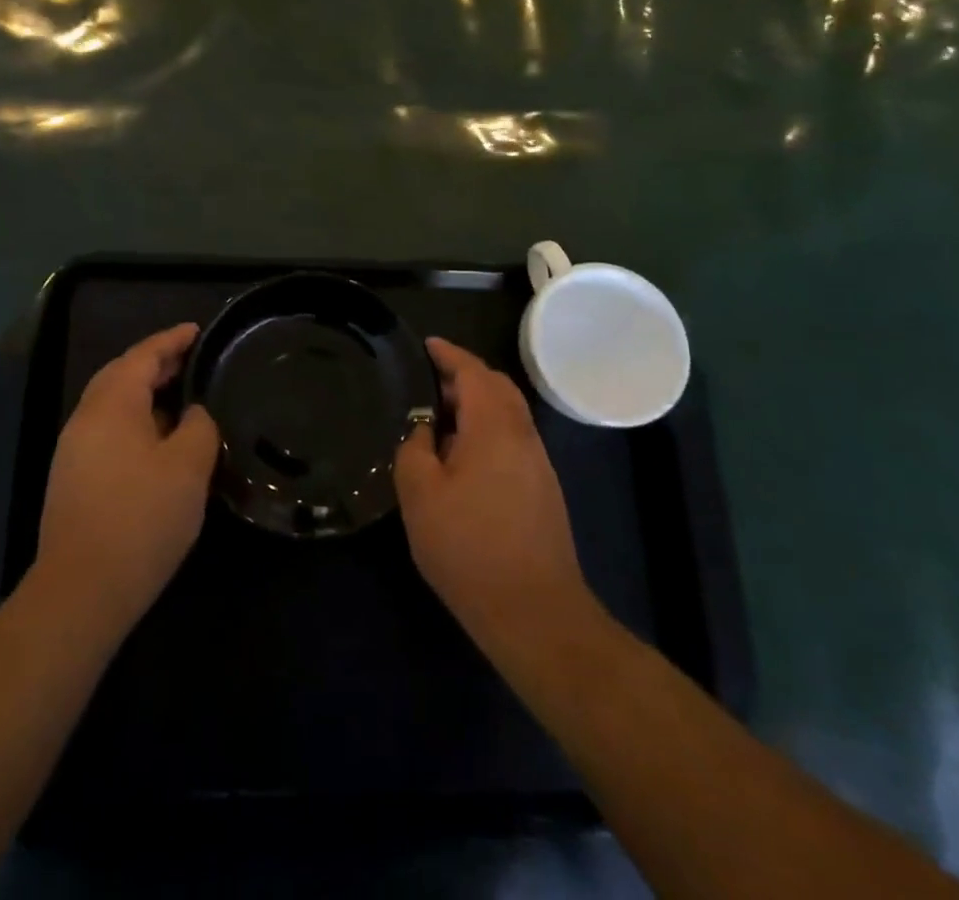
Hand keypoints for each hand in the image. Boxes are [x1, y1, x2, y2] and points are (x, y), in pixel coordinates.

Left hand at [31, 324, 219, 638]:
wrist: (82, 590)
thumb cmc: (141, 518)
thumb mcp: (188, 467)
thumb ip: (198, 426)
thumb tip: (192, 413)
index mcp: (112, 404)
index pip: (142, 355)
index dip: (171, 340)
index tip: (197, 330)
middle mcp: (86, 418)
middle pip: (121, 374)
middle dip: (156, 362)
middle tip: (192, 359)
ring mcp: (74, 450)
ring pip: (112, 404)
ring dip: (145, 393)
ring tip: (181, 395)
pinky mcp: (73, 479)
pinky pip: (108, 430)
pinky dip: (135, 420)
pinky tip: (159, 441)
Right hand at [394, 338, 589, 654]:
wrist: (535, 613)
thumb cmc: (469, 548)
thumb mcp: (421, 495)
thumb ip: (415, 449)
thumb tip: (424, 430)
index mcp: (494, 426)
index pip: (473, 372)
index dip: (448, 354)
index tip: (426, 344)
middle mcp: (523, 435)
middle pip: (497, 387)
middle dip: (464, 375)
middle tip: (428, 380)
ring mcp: (538, 463)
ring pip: (508, 414)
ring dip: (477, 403)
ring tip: (440, 417)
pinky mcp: (543, 490)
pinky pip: (512, 439)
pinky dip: (487, 428)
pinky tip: (462, 456)